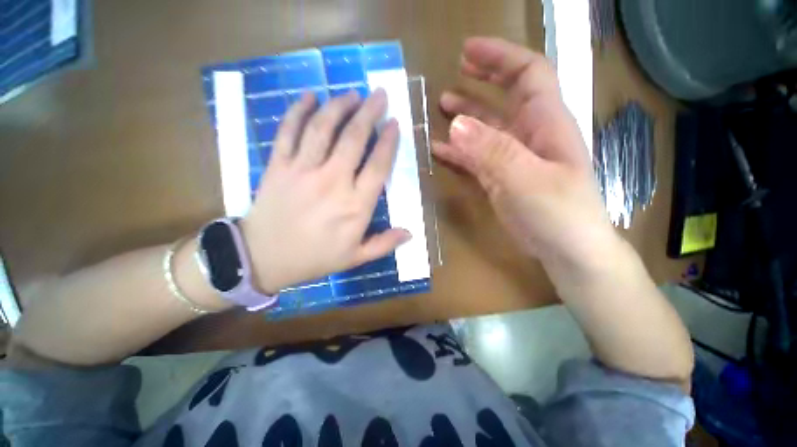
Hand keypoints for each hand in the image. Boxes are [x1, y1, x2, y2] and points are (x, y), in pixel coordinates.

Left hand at [241, 89, 409, 292]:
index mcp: (355, 206)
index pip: (378, 166)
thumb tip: (410, 234)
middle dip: (369, 112)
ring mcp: (303, 170)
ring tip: (351, 93)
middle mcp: (332, 182)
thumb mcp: (355, 258)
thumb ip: (384, 244)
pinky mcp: (278, 165)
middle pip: (354, 139)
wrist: (263, 258)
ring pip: (323, 128)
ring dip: (339, 106)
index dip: (388, 141)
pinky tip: (310, 96)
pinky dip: (298, 110)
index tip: (394, 123)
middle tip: (379, 95)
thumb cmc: (315, 258)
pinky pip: (288, 131)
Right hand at [433, 37, 616, 271]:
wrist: (567, 250)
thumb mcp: (527, 179)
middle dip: (482, 81)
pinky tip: (440, 149)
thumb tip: (455, 124)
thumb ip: (492, 151)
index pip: (528, 74)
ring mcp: (512, 159)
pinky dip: (459, 152)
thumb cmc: (559, 214)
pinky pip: (476, 158)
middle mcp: (529, 136)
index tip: (468, 51)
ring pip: (486, 130)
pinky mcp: (500, 179)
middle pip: (506, 98)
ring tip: (441, 109)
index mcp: (545, 124)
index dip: (500, 58)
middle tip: (454, 74)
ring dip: (465, 118)